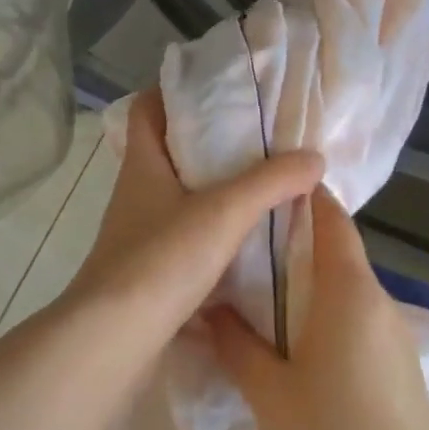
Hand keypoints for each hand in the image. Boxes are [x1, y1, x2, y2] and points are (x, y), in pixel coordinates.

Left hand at [62, 90, 322, 349]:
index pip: (147, 110)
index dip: (174, 93)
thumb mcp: (223, 212)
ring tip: (265, 190)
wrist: (115, 338)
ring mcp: (140, 237)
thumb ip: (270, 182)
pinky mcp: (150, 274)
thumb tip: (313, 157)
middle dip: (211, 147)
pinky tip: (251, 246)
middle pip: (170, 155)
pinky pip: (187, 243)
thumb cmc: (161, 260)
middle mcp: (137, 196)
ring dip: (217, 196)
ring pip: (181, 202)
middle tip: (260, 142)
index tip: (218, 91)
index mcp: (143, 166)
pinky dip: (216, 239)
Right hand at [205, 187, 428, 429]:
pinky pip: (354, 313)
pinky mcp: (396, 359)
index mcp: (348, 292)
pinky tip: (290, 330)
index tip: (260, 183)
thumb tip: (208, 307)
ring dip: (305, 275)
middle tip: (238, 234)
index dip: (299, 194)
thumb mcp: (270, 392)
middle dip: (291, 235)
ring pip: (343, 283)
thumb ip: (236, 342)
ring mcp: (392, 330)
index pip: (330, 219)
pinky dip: (321, 306)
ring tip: (254, 280)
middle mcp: (376, 299)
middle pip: (335, 248)